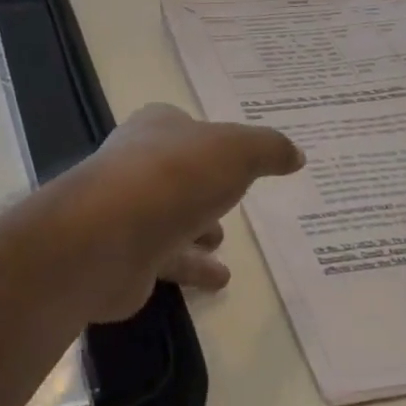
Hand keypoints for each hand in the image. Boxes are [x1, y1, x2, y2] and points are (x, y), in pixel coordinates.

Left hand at [52, 103, 303, 321]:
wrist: (110, 234)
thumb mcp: (235, 151)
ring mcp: (128, 209)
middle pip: (175, 171)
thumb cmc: (175, 176)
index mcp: (156, 127)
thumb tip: (295, 153)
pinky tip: (219, 279)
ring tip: (223, 241)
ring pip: (168, 216)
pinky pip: (166, 258)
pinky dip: (192, 267)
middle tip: (229, 199)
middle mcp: (137, 162)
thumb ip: (267, 148)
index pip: (182, 125)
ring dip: (194, 227)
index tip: (232, 154)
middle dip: (200, 184)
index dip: (206, 137)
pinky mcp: (126, 255)